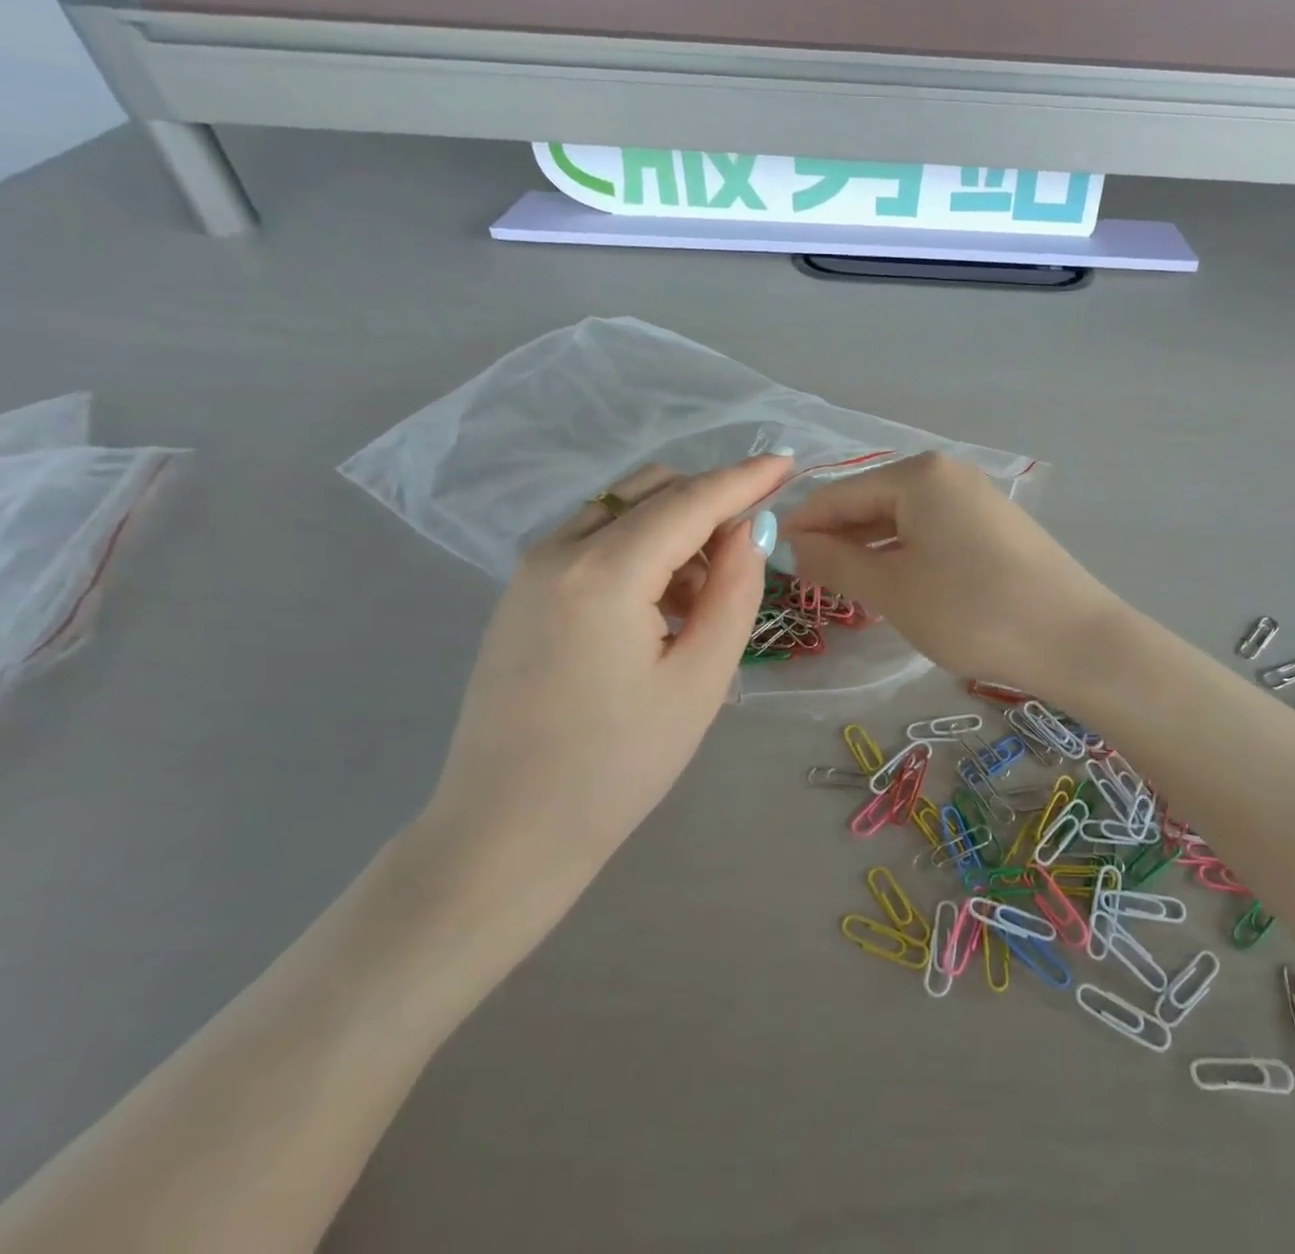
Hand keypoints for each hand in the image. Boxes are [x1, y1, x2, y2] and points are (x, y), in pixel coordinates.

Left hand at [410, 455, 788, 912]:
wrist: (505, 832)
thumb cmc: (617, 766)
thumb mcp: (700, 680)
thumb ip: (733, 592)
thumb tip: (748, 530)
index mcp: (603, 572)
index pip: (689, 500)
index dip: (744, 478)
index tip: (789, 462)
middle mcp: (558, 551)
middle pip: (651, 489)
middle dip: (709, 505)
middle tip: (746, 559)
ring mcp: (530, 569)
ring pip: (621, 510)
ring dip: (675, 529)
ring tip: (700, 602)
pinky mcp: (521, 592)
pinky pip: (594, 539)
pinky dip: (640, 549)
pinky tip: (657, 609)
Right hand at [780, 452, 1122, 697]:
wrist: (1074, 640)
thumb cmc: (971, 611)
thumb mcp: (892, 589)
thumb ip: (835, 562)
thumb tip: (793, 543)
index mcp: (918, 475)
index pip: (839, 493)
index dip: (802, 525)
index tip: (772, 560)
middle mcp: (948, 474)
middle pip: (872, 502)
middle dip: (838, 539)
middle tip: (807, 583)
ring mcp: (977, 499)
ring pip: (903, 520)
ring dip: (870, 551)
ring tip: (845, 589)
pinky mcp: (996, 528)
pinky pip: (933, 533)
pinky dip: (906, 556)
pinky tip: (896, 586)